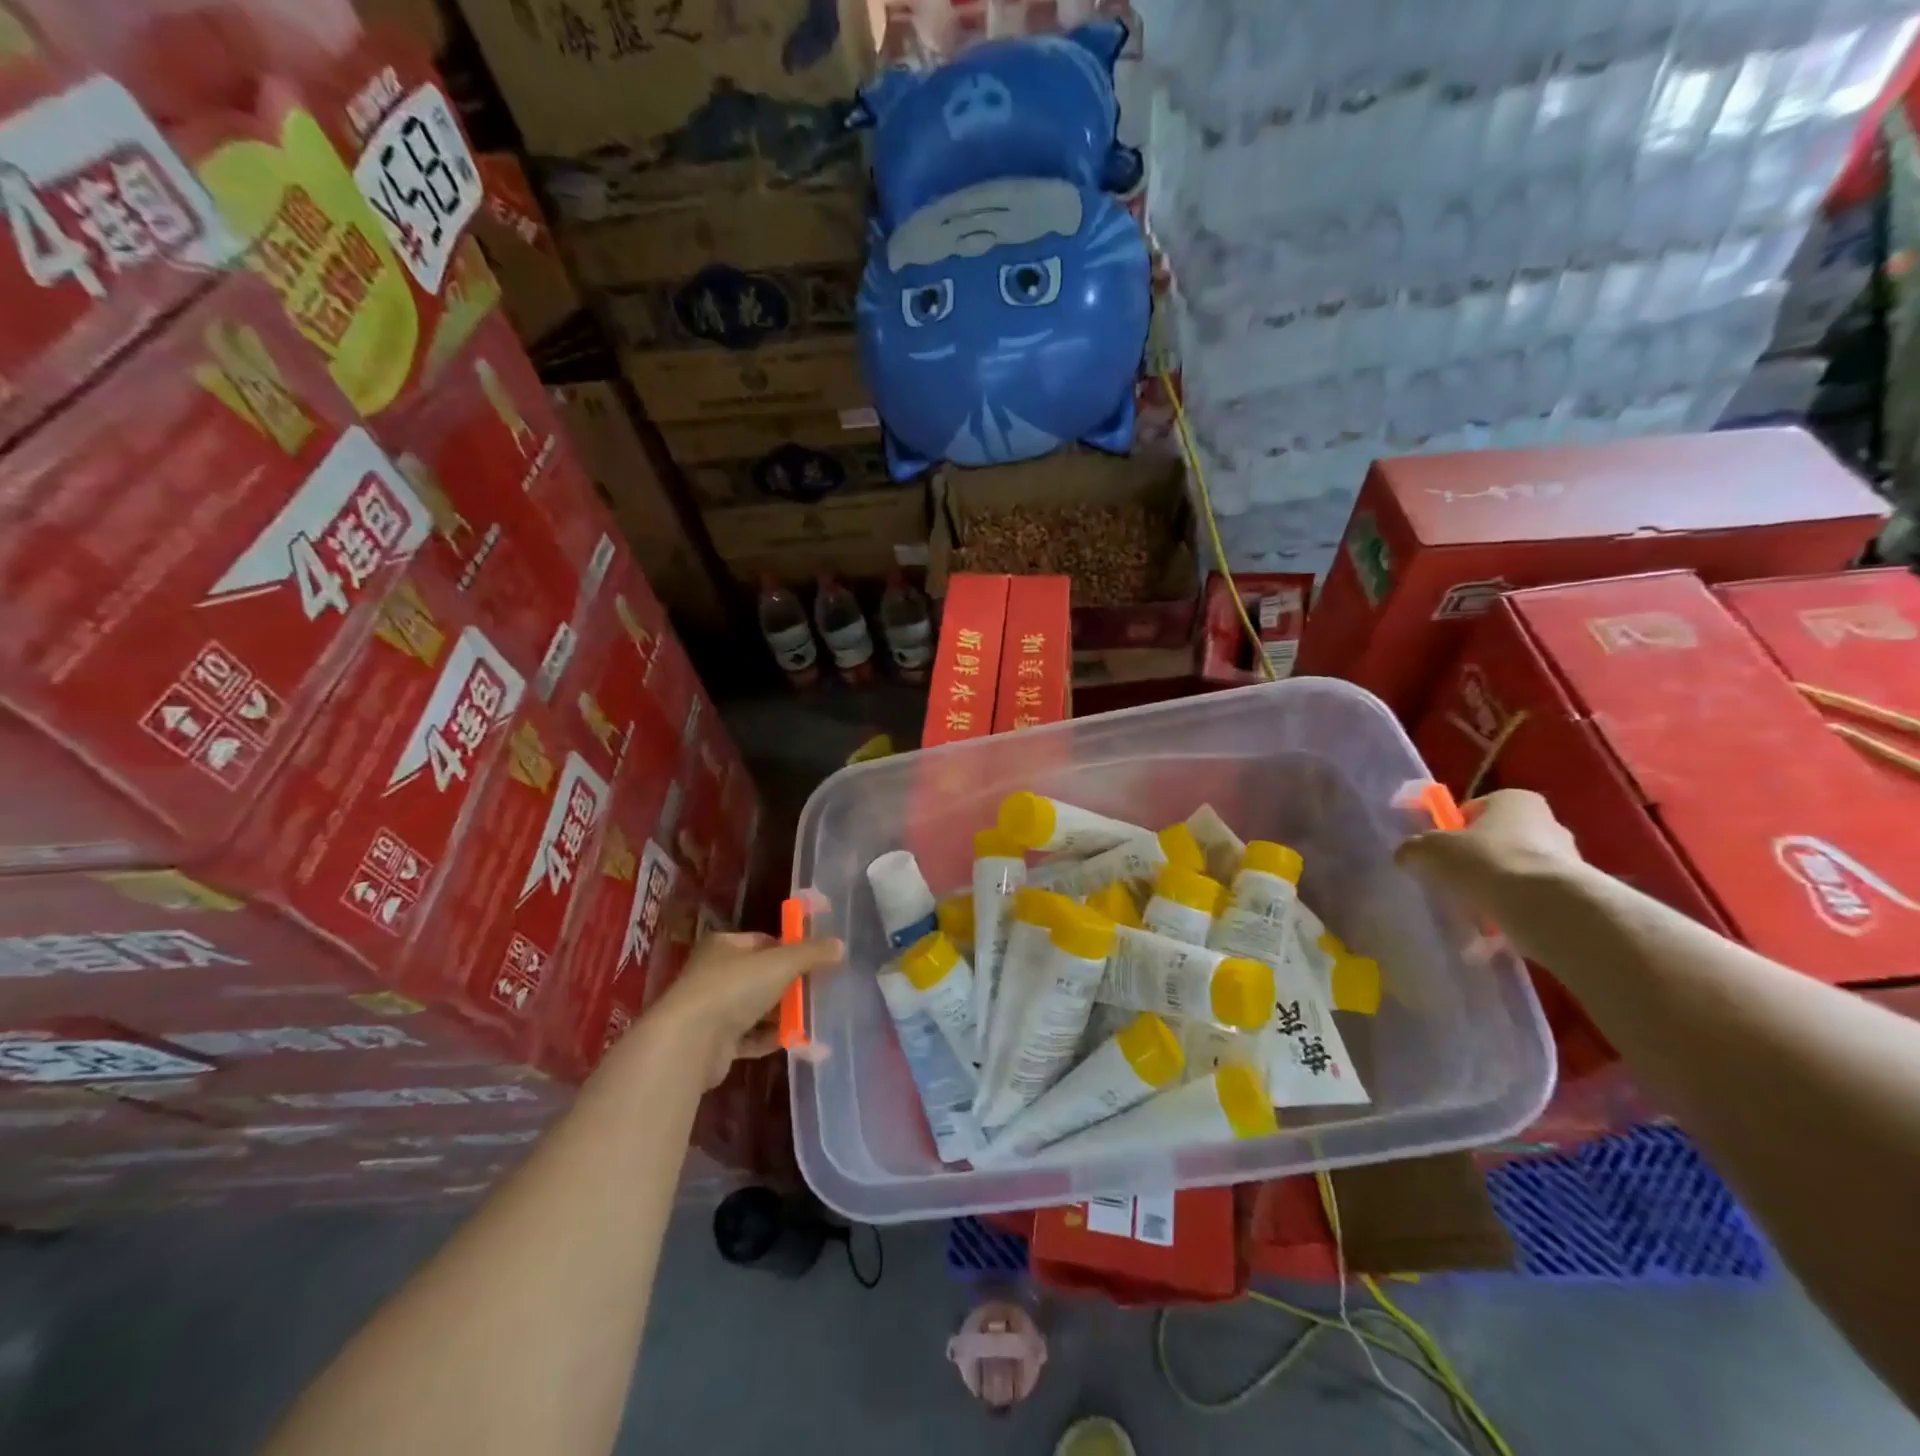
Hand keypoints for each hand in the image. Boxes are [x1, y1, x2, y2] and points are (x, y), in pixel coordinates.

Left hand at [639, 931, 843, 1088]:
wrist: (690, 1043)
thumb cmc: (734, 988)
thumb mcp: (781, 963)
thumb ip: (812, 953)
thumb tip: (840, 946)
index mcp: (724, 945)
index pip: (764, 942)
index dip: (791, 949)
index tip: (816, 962)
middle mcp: (714, 973)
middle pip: (761, 975)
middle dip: (789, 985)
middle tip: (819, 992)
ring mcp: (712, 1009)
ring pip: (756, 1007)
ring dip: (781, 1014)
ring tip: (812, 1019)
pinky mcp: (714, 1043)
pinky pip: (749, 1037)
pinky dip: (769, 1038)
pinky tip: (793, 1041)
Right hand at [1395, 788, 1582, 906]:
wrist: (1546, 907)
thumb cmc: (1484, 862)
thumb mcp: (1428, 850)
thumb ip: (1413, 849)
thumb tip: (1409, 856)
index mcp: (1514, 800)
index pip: (1474, 810)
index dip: (1451, 831)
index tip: (1439, 854)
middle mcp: (1547, 822)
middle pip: (1496, 841)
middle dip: (1475, 861)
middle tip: (1452, 882)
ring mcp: (1567, 859)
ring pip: (1514, 871)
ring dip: (1494, 888)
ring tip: (1473, 910)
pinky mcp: (1574, 893)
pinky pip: (1531, 898)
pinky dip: (1513, 910)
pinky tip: (1495, 926)